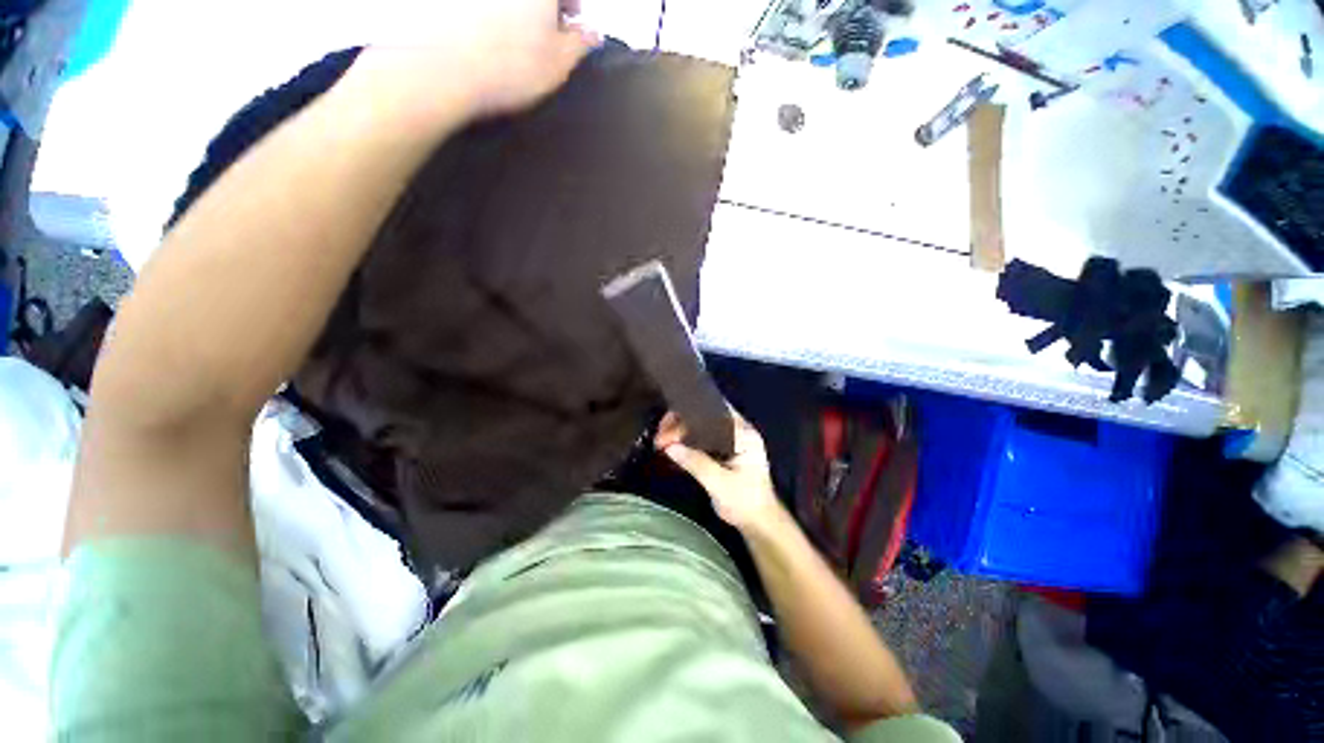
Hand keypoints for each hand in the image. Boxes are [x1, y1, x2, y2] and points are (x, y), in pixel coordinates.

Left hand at [352, 0, 597, 124]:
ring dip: (515, 10)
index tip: (572, 24)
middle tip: (544, 32)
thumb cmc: (509, 66)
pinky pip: (479, 9)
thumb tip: (591, 34)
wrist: (442, 69)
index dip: (573, 5)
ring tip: (512, 37)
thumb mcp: (559, 64)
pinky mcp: (447, 1)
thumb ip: (581, 44)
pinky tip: (485, 34)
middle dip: (544, 6)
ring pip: (506, 1)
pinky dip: (486, 15)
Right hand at [655, 410, 782, 532]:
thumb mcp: (719, 483)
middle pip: (705, 415)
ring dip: (680, 432)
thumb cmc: (745, 502)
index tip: (667, 423)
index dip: (689, 413)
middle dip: (680, 423)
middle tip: (660, 437)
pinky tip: (671, 447)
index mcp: (743, 433)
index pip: (713, 410)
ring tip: (661, 442)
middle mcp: (738, 431)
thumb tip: (669, 447)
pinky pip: (701, 438)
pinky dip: (686, 440)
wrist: (759, 522)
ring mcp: (730, 440)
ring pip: (700, 426)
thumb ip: (696, 463)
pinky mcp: (723, 450)